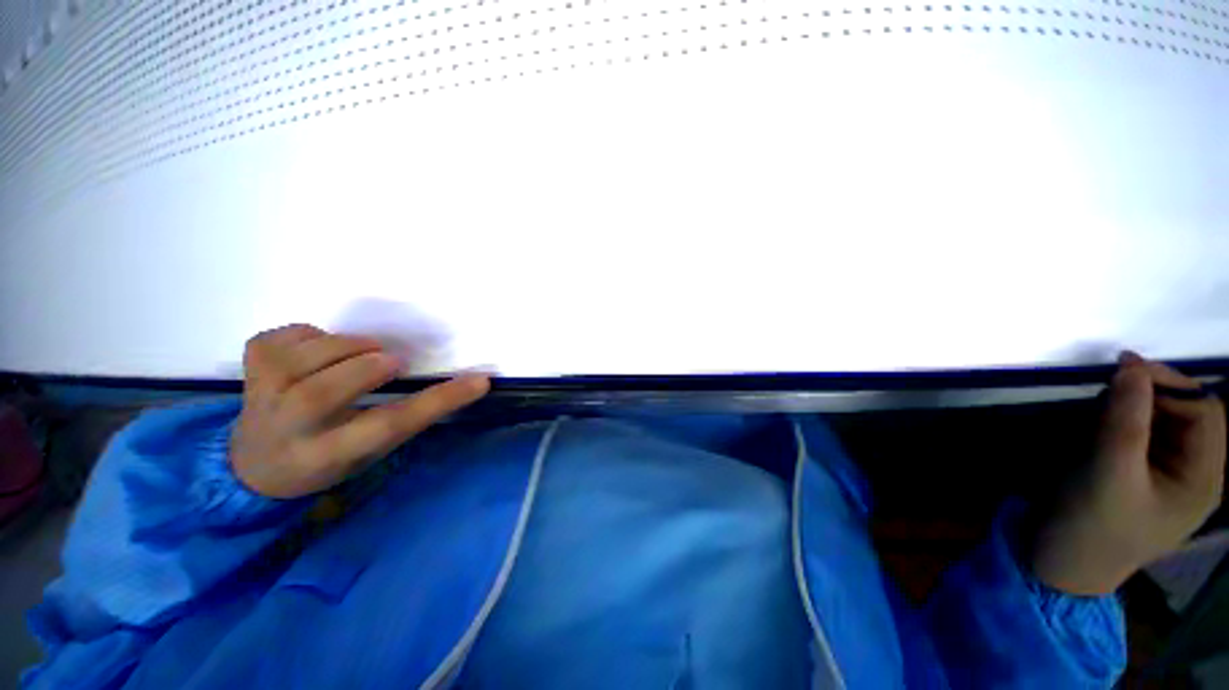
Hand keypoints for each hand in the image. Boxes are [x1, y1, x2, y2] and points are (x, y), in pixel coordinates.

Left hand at [230, 324, 490, 498]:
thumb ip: (408, 417)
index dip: (438, 400)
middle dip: (369, 367)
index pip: (389, 425)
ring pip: (303, 358)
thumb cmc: (328, 458)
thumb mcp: (372, 450)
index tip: (479, 381)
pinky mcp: (249, 368)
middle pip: (326, 392)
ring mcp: (260, 395)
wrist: (255, 467)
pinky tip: (316, 350)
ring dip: (347, 346)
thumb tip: (465, 383)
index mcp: (327, 455)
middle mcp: (287, 428)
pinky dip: (310, 334)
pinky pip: (283, 337)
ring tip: (362, 353)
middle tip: (392, 362)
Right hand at [1030, 353, 1225, 595]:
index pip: (1205, 412)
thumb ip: (1125, 421)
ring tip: (1098, 406)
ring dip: (1133, 405)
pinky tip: (1097, 423)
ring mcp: (1164, 475)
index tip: (1123, 369)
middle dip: (1150, 394)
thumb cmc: (1091, 526)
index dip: (1171, 384)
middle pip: (1186, 414)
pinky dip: (1121, 419)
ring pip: (1161, 421)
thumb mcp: (1108, 474)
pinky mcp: (1138, 474)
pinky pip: (1141, 434)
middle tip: (1106, 387)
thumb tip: (1131, 366)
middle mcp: (1192, 473)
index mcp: (1202, 479)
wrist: (1059, 563)